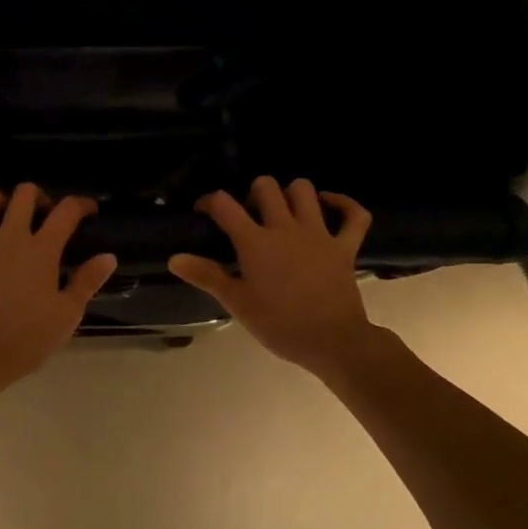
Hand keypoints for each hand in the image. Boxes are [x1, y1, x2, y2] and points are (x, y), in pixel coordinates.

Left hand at [0, 184, 117, 390]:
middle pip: (25, 194)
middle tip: (43, 215)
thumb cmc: (25, 340)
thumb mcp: (67, 315)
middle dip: (39, 197)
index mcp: (41, 250)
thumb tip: (108, 256)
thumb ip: (88, 281)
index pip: (66, 212)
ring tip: (5, 214)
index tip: (88, 210)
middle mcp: (9, 237)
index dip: (81, 204)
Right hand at [168, 177, 375, 375]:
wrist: (333, 341)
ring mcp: (319, 234)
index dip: (210, 202)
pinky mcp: (345, 246)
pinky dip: (343, 204)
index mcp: (255, 242)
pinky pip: (354, 215)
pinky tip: (328, 205)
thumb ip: (206, 275)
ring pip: (304, 190)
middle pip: (266, 186)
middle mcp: (285, 228)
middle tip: (249, 215)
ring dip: (291, 193)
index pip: (225, 204)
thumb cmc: (279, 325)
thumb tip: (174, 258)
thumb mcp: (237, 303)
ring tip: (283, 211)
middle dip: (252, 192)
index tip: (204, 212)